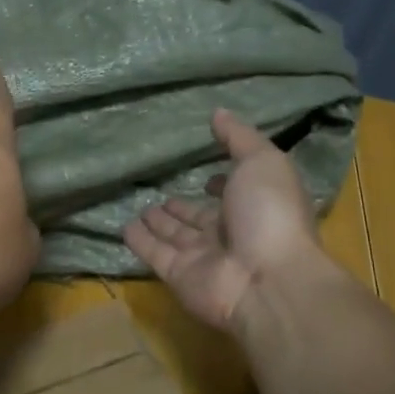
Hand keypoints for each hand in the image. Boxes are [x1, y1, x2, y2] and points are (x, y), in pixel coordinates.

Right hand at [124, 109, 326, 330]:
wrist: (267, 281)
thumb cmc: (270, 214)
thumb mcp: (262, 162)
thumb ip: (239, 137)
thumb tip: (218, 112)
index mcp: (254, 207)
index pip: (232, 194)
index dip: (220, 184)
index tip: (206, 175)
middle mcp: (229, 233)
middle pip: (199, 218)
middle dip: (182, 207)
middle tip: (160, 195)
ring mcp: (204, 258)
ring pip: (175, 236)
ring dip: (159, 223)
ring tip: (141, 207)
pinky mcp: (178, 275)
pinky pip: (155, 254)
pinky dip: (140, 242)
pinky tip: (125, 228)